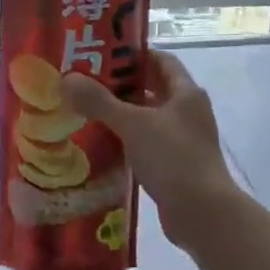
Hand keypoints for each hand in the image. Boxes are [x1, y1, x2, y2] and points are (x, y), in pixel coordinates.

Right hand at [62, 51, 236, 241]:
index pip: (161, 60)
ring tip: (85, 111)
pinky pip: (146, 144)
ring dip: (121, 115)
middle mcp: (187, 112)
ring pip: (147, 119)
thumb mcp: (132, 124)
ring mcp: (183, 140)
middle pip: (152, 89)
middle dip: (120, 86)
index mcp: (185, 93)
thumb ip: (99, 101)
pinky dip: (126, 141)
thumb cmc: (173, 158)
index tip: (102, 55)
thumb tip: (67, 79)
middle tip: (85, 83)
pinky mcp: (174, 165)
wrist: (202, 214)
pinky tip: (100, 144)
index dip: (134, 55)